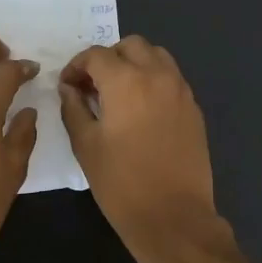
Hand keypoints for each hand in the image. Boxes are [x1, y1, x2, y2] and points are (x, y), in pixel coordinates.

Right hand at [58, 36, 228, 257]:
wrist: (173, 216)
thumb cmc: (121, 184)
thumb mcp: (86, 145)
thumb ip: (73, 109)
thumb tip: (69, 89)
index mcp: (126, 81)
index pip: (96, 55)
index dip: (76, 66)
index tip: (67, 86)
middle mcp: (158, 75)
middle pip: (131, 46)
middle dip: (108, 59)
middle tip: (93, 86)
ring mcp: (181, 90)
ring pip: (156, 56)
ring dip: (134, 64)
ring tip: (119, 93)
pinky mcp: (194, 108)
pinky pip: (171, 78)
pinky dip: (153, 80)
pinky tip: (141, 110)